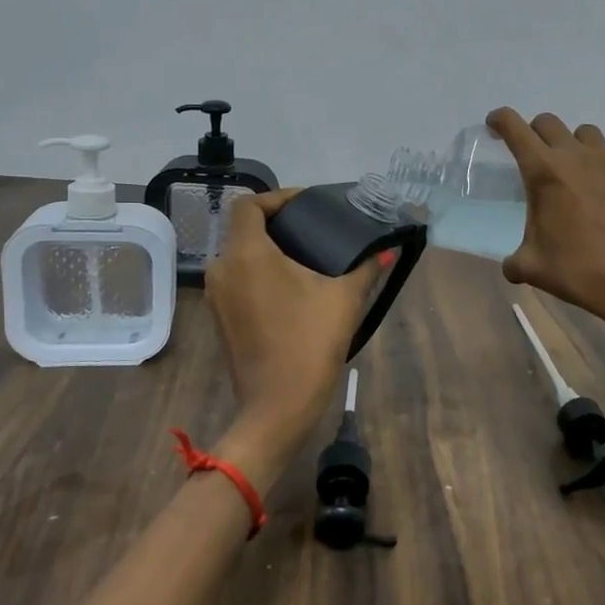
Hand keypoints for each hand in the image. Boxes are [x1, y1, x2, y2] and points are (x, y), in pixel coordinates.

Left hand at [204, 190, 382, 485]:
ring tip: (307, 256)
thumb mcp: (344, 299)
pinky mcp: (220, 318)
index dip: (277, 197)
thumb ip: (365, 267)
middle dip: (277, 223)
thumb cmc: (309, 343)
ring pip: (240, 255)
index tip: (307, 204)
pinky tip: (291, 287)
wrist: (277, 407)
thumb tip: (386, 249)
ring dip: (269, 250)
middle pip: (243, 229)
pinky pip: (238, 280)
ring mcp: (217, 296)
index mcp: (246, 254)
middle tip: (314, 228)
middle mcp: (222, 268)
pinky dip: (260, 273)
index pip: (248, 204)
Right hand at [485, 108, 604, 339]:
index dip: (500, 120)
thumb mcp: (531, 268)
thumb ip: (514, 260)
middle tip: (536, 156)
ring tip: (577, 170)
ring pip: (587, 133)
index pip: (514, 128)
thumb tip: (512, 265)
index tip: (495, 125)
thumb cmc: (579, 272)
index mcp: (544, 172)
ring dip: (575, 145)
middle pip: (549, 123)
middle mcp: (576, 156)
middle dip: (535, 133)